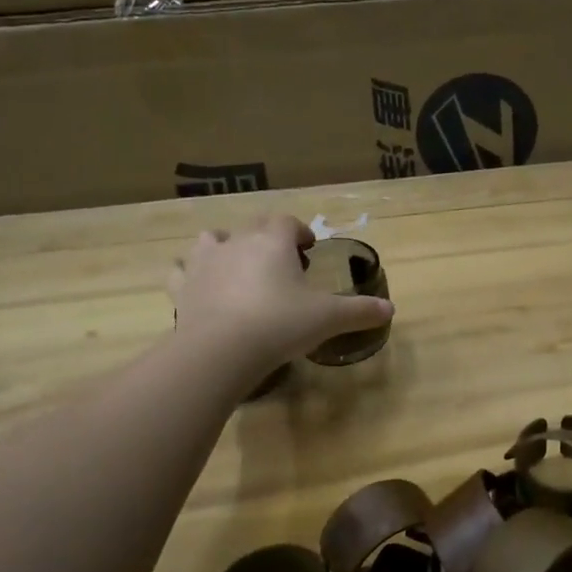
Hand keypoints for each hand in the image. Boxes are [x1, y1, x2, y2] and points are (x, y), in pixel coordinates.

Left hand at [169, 214, 392, 381]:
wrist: (221, 349)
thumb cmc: (280, 324)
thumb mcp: (327, 319)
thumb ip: (359, 311)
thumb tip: (390, 310)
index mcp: (272, 240)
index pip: (287, 222)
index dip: (299, 232)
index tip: (308, 249)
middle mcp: (236, 241)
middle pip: (253, 227)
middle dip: (268, 239)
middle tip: (282, 265)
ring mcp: (203, 261)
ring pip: (212, 240)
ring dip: (225, 247)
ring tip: (238, 269)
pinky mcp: (181, 286)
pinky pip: (181, 270)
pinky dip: (190, 274)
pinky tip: (198, 286)